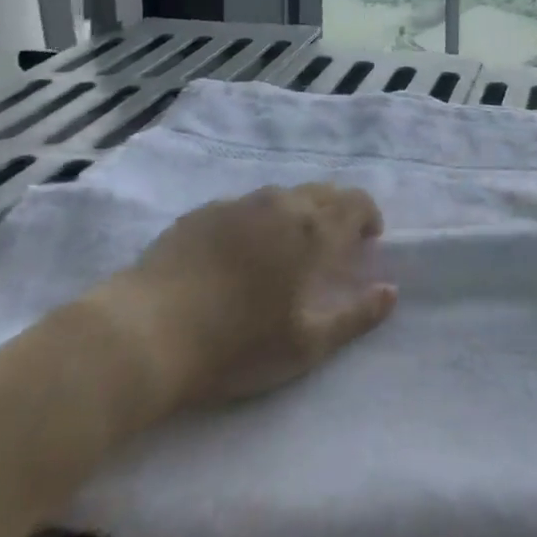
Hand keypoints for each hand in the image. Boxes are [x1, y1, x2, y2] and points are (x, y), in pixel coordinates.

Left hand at [83, 184, 396, 421]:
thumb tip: (391, 292)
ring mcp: (237, 204)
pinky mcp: (201, 212)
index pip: (355, 203)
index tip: (367, 241)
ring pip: (282, 196)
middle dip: (337, 213)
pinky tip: (239, 255)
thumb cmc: (236, 345)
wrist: (145, 333)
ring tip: (286, 251)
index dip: (368, 217)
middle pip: (322, 192)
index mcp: (311, 229)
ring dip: (297, 214)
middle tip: (332, 248)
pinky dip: (258, 222)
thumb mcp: (306, 344)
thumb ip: (355, 316)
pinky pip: (245, 207)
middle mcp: (280, 203)